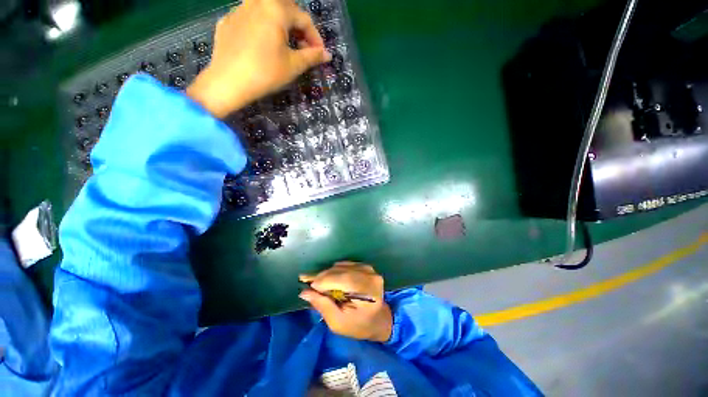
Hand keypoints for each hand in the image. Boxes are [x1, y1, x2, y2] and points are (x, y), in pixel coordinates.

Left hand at [187, 0, 330, 117]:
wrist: (228, 82)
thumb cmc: (265, 73)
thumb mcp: (293, 65)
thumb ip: (312, 56)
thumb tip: (327, 55)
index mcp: (276, 8)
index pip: (304, 18)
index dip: (315, 38)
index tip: (320, 55)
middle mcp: (257, 1)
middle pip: (285, 9)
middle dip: (298, 28)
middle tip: (303, 48)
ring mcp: (239, 9)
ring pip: (267, 11)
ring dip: (281, 26)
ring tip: (284, 46)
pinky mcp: (227, 21)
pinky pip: (250, 19)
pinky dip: (262, 28)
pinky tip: (262, 46)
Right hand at [299, 262, 392, 341]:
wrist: (379, 319)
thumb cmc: (359, 325)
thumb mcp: (338, 323)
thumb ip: (323, 306)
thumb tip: (304, 292)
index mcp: (367, 291)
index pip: (343, 279)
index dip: (324, 280)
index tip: (306, 283)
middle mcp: (370, 276)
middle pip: (341, 271)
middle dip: (322, 276)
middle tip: (306, 280)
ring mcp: (369, 269)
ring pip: (342, 266)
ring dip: (327, 273)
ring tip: (316, 281)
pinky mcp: (365, 267)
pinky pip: (345, 265)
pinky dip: (334, 270)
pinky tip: (328, 278)